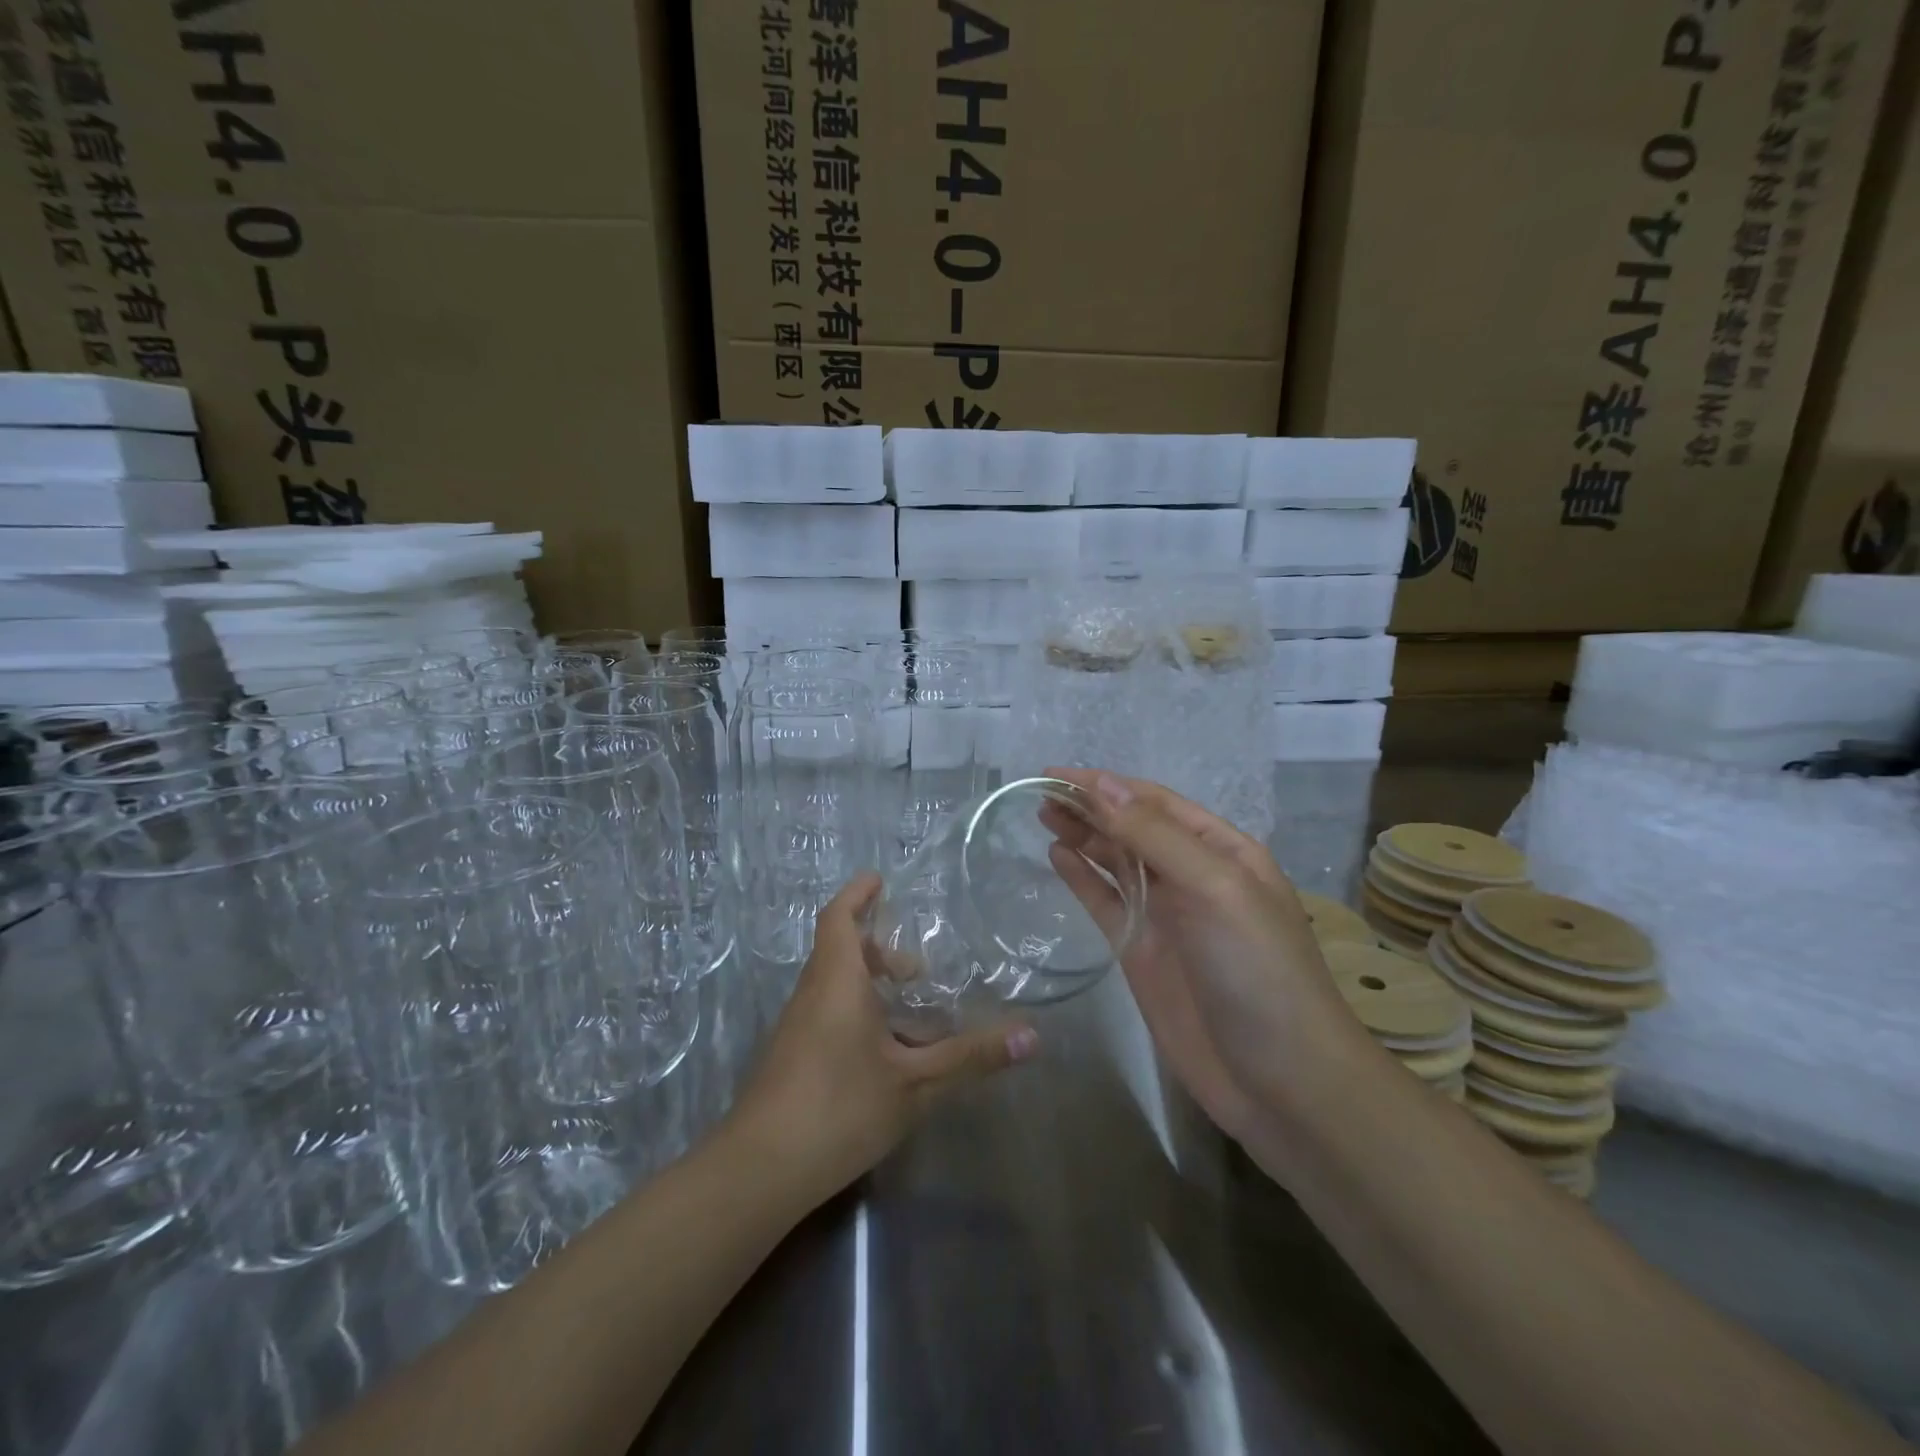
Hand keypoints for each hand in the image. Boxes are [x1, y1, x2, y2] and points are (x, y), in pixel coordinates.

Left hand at [726, 873, 1039, 1206]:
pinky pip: (828, 1014)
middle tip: (917, 971)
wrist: (758, 1171)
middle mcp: (812, 994)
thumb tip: (1032, 1035)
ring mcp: (796, 1028)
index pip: (839, 918)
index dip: (857, 894)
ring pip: (834, 986)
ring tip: (912, 1014)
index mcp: (837, 981)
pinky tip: (885, 1054)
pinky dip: (858, 1014)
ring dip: (870, 986)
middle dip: (878, 950)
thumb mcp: (915, 1083)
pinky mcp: (791, 1058)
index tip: (879, 879)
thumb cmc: (839, 1107)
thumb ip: (971, 1057)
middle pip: (840, 951)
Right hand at [1040, 769, 1367, 1144]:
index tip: (1053, 775)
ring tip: (1041, 814)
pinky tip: (1057, 857)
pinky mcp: (1142, 952)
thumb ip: (1155, 836)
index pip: (1154, 802)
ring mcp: (1165, 915)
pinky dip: (1082, 878)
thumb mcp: (1214, 889)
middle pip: (1131, 827)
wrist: (1280, 1081)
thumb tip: (1102, 784)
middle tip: (1036, 793)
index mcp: (1222, 851)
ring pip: (1115, 861)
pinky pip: (1106, 903)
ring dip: (1081, 835)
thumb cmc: (1257, 971)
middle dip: (1088, 806)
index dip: (1104, 785)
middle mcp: (1192, 875)